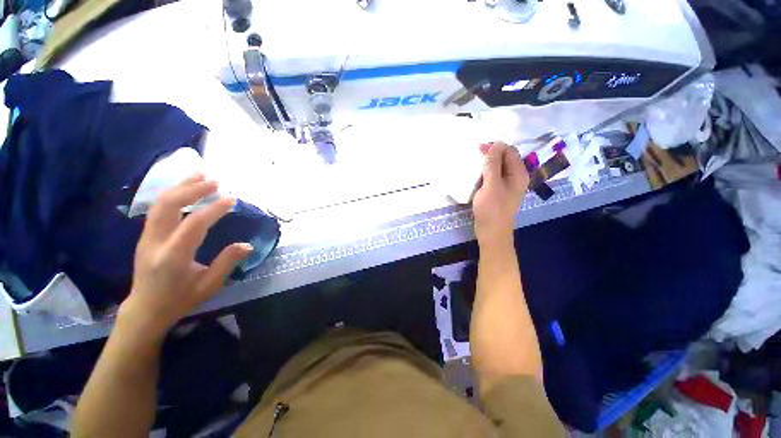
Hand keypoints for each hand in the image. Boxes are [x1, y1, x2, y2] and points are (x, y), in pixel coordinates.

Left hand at [119, 174, 252, 338]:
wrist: (146, 308)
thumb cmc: (180, 299)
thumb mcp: (209, 285)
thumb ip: (227, 263)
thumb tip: (247, 245)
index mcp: (173, 257)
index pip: (194, 225)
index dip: (213, 209)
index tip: (232, 200)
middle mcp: (156, 242)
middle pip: (169, 206)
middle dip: (192, 190)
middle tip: (216, 182)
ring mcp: (147, 237)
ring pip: (160, 203)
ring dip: (181, 187)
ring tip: (201, 175)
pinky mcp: (145, 235)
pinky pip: (157, 208)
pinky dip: (172, 193)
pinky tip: (185, 188)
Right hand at [472, 142, 529, 246]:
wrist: (491, 233)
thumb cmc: (492, 209)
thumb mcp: (491, 185)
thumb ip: (493, 164)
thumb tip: (495, 144)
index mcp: (519, 174)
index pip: (510, 151)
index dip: (495, 147)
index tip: (478, 149)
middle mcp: (515, 177)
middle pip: (505, 159)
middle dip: (490, 155)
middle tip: (474, 156)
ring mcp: (507, 186)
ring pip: (498, 168)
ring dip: (486, 165)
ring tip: (473, 165)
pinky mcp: (498, 192)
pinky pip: (493, 178)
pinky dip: (484, 174)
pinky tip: (475, 176)